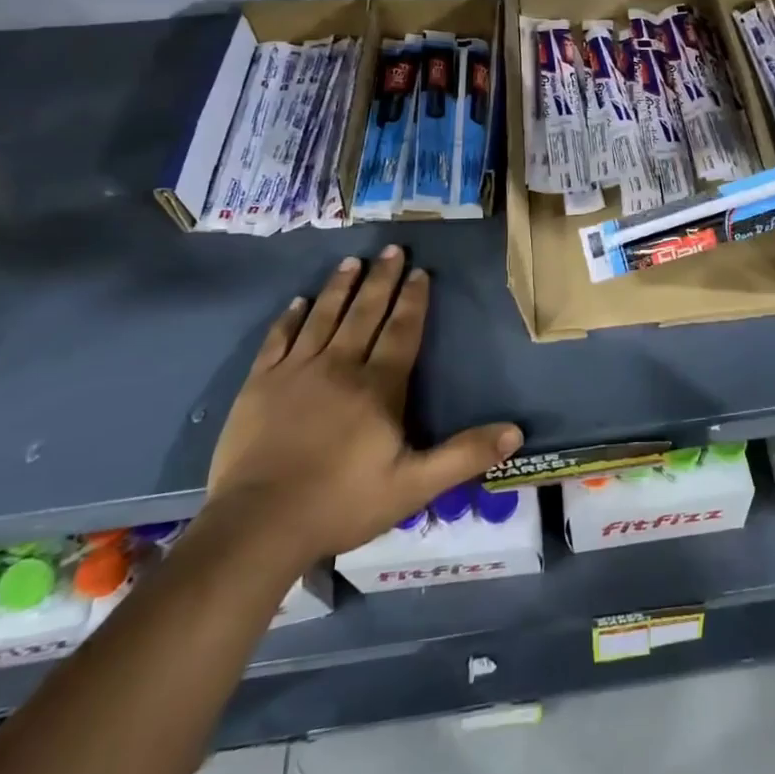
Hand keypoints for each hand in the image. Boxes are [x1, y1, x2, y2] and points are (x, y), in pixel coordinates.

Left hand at [202, 247, 523, 571]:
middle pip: (364, 313)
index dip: (413, 300)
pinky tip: (297, 302)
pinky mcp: (259, 384)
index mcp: (378, 387)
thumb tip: (516, 432)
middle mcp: (339, 366)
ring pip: (323, 316)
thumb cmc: (341, 503)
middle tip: (391, 248)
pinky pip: (278, 339)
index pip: (402, 332)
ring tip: (352, 261)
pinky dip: (290, 318)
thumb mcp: (414, 486)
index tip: (420, 272)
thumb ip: (464, 455)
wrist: (258, 524)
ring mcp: (296, 372)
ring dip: (339, 287)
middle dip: (381, 279)